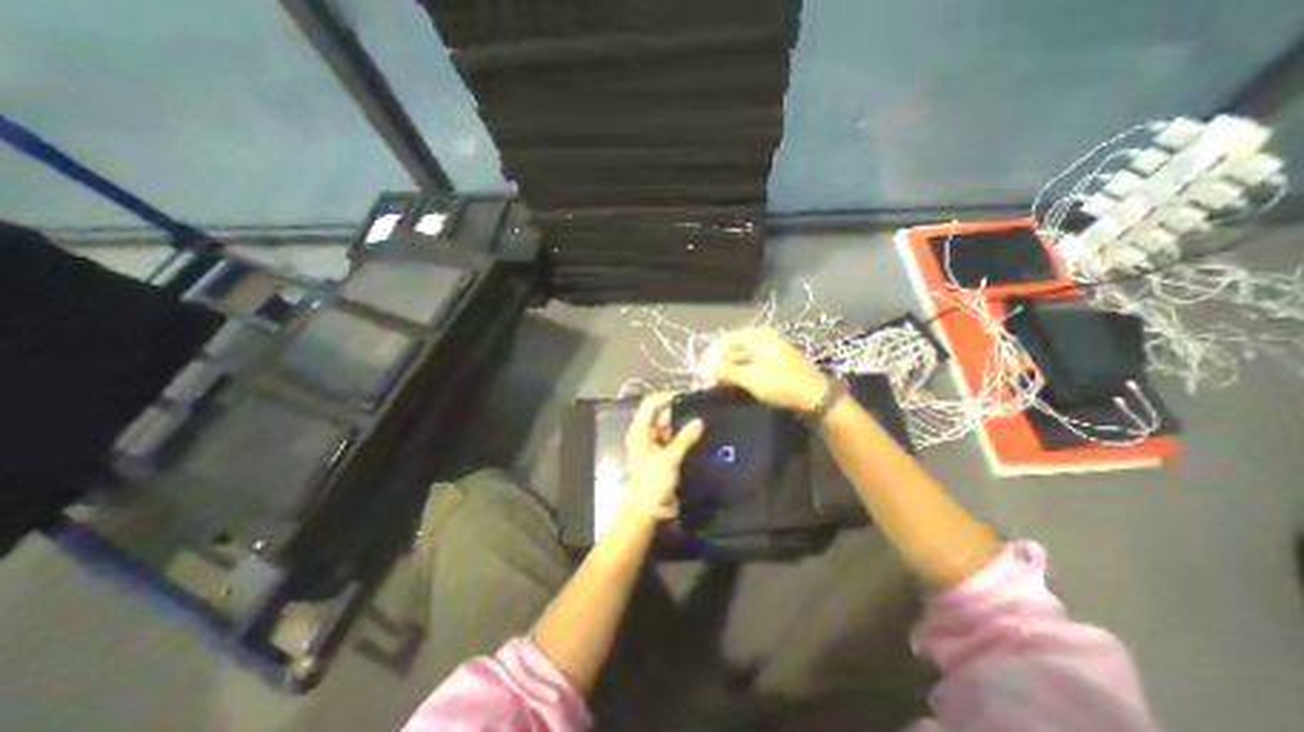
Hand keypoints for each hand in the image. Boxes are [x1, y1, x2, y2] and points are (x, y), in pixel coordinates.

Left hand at [619, 392, 701, 515]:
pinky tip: (699, 432)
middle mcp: (646, 433)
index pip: (650, 404)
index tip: (687, 395)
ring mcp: (654, 443)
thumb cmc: (652, 482)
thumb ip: (685, 439)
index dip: (666, 397)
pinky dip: (683, 435)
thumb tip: (700, 421)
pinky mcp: (663, 453)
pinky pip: (673, 438)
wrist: (647, 509)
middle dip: (679, 410)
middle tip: (700, 405)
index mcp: (640, 431)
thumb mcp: (669, 459)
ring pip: (669, 426)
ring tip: (703, 416)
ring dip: (683, 423)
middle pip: (661, 414)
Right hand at [704, 326, 823, 410]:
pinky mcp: (775, 361)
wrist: (816, 396)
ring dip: (731, 370)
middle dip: (721, 364)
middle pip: (734, 348)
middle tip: (711, 381)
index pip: (725, 340)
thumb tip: (703, 367)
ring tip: (721, 384)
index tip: (701, 371)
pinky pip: (752, 363)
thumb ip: (725, 371)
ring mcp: (770, 349)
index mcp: (757, 336)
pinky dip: (742, 372)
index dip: (711, 355)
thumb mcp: (750, 378)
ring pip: (743, 357)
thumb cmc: (781, 383)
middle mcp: (763, 338)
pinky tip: (737, 384)